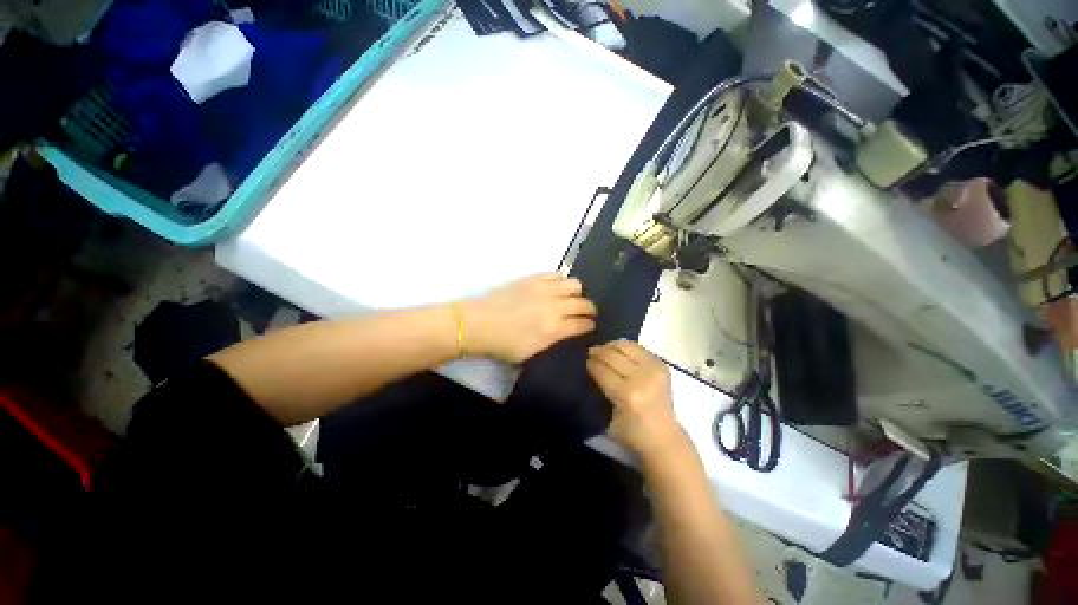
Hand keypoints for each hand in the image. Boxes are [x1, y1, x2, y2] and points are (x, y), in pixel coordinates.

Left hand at [461, 274, 596, 363]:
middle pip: (584, 303)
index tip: (590, 325)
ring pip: (575, 284)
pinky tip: (556, 287)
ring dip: (578, 293)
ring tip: (571, 298)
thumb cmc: (503, 344)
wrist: (479, 323)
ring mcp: (545, 289)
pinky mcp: (533, 278)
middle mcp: (554, 306)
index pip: (583, 324)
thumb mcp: (531, 352)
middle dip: (590, 309)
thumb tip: (566, 331)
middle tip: (586, 312)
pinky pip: (556, 275)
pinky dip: (561, 281)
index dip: (589, 325)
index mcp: (554, 329)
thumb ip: (553, 340)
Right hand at [587, 339, 683, 455]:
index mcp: (627, 395)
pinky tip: (617, 352)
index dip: (589, 363)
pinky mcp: (661, 364)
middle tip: (589, 353)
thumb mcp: (607, 419)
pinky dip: (624, 347)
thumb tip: (588, 369)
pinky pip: (637, 347)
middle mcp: (642, 377)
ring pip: (625, 346)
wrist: (664, 437)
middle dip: (597, 352)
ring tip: (602, 350)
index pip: (601, 370)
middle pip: (612, 355)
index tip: (582, 361)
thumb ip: (598, 392)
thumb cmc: (632, 433)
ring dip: (610, 346)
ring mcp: (654, 368)